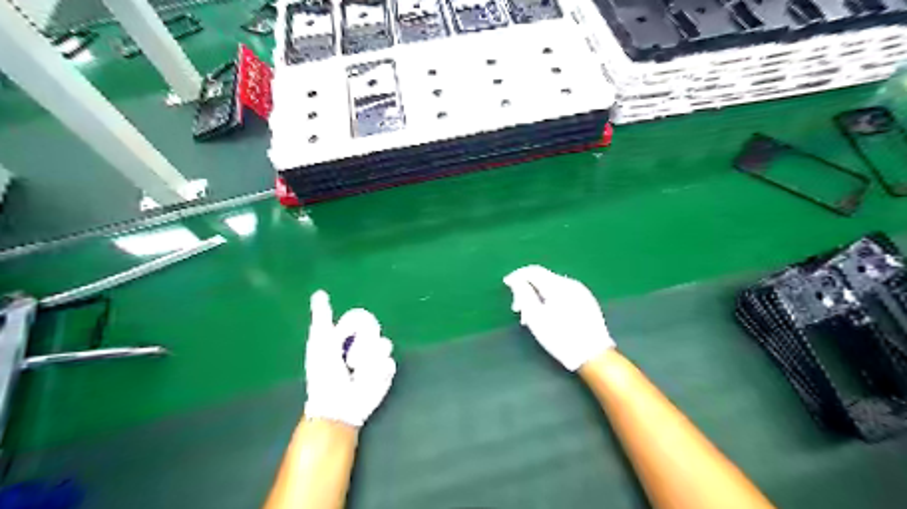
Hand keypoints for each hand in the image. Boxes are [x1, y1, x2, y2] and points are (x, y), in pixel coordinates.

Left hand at [303, 291, 395, 425]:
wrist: (338, 405)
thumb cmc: (324, 375)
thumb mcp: (321, 342)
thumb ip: (322, 318)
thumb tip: (319, 292)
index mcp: (347, 336)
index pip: (362, 319)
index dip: (356, 326)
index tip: (346, 335)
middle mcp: (363, 345)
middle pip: (376, 331)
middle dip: (363, 344)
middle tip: (350, 359)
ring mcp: (376, 359)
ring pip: (385, 345)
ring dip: (370, 359)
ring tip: (358, 372)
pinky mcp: (386, 372)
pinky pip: (390, 362)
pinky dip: (378, 372)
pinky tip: (367, 380)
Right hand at [503, 267, 615, 368]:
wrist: (593, 355)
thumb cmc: (560, 337)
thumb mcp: (535, 317)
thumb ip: (523, 295)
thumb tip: (516, 280)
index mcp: (558, 285)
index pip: (533, 271)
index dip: (517, 276)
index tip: (506, 284)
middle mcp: (571, 283)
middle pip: (543, 279)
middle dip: (527, 290)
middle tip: (518, 309)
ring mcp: (581, 292)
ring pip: (553, 287)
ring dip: (538, 296)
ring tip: (532, 316)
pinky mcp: (587, 302)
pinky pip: (563, 294)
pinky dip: (551, 300)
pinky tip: (548, 316)